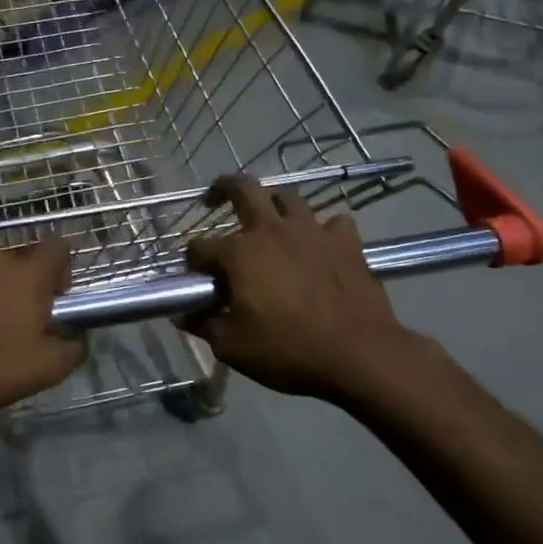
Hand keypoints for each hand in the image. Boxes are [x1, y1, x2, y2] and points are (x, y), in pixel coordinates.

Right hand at [182, 176, 428, 404]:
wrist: (360, 355)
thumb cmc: (288, 350)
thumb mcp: (233, 347)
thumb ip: (204, 325)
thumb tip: (182, 315)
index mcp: (239, 253)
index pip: (200, 246)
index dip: (193, 261)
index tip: (196, 277)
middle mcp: (272, 230)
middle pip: (243, 189)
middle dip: (223, 189)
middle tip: (215, 200)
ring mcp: (312, 231)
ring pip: (288, 198)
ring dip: (274, 206)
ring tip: (270, 222)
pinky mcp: (346, 242)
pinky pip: (333, 222)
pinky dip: (323, 230)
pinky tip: (320, 244)